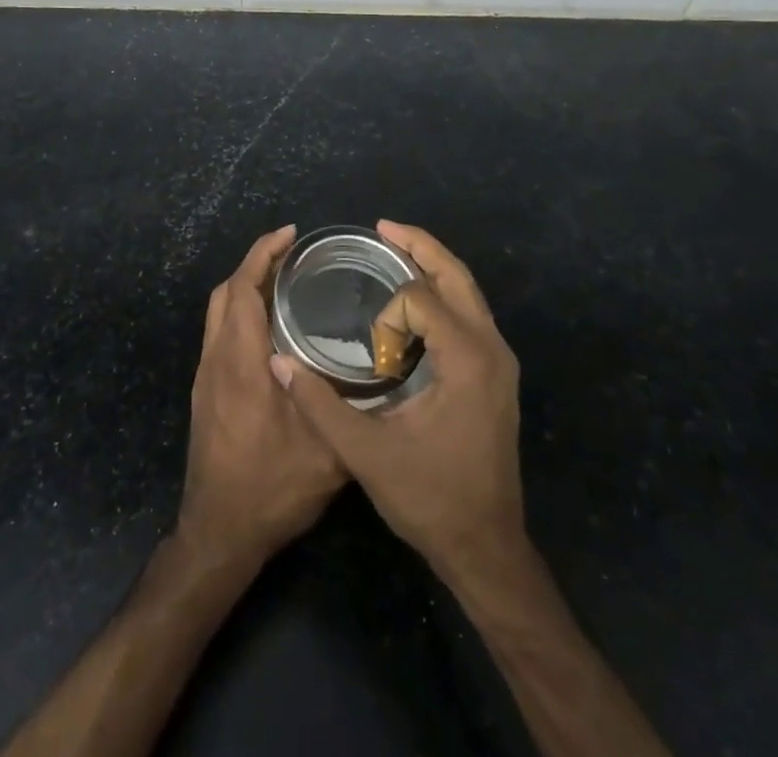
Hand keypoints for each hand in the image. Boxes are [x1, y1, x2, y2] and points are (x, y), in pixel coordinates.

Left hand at [178, 225, 346, 565]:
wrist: (219, 533)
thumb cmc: (271, 488)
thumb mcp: (326, 452)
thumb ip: (346, 407)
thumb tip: (372, 370)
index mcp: (240, 361)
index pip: (243, 287)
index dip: (263, 253)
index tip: (290, 234)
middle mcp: (217, 359)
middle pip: (226, 292)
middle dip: (255, 264)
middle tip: (293, 255)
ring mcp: (207, 376)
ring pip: (219, 313)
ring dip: (245, 288)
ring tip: (285, 284)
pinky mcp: (206, 392)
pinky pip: (220, 333)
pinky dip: (241, 313)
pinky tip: (271, 330)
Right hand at [272, 221, 524, 582]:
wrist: (486, 548)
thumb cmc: (430, 499)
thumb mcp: (367, 453)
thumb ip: (320, 404)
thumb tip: (277, 364)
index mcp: (468, 359)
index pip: (422, 299)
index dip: (389, 315)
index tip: (373, 356)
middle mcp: (492, 348)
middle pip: (457, 275)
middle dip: (419, 246)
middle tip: (382, 228)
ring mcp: (500, 360)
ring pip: (468, 291)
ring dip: (432, 266)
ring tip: (393, 251)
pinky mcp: (496, 374)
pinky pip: (470, 313)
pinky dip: (441, 294)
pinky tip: (412, 304)